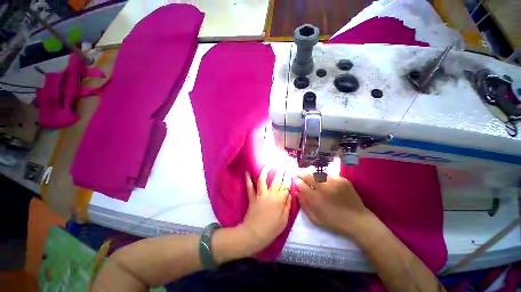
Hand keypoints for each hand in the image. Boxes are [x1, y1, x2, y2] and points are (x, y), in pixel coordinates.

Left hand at [239, 166, 291, 253]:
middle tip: (282, 165)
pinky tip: (247, 172)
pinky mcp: (252, 197)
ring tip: (268, 164)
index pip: (286, 186)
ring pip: (262, 179)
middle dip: (280, 171)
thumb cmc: (271, 229)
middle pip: (276, 180)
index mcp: (280, 200)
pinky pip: (250, 187)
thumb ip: (288, 206)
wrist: (254, 234)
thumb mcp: (284, 220)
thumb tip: (290, 195)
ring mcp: (260, 194)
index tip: (290, 171)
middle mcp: (270, 194)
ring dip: (265, 171)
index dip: (289, 178)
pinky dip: (248, 180)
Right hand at [295, 174, 374, 237]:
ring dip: (313, 176)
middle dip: (302, 174)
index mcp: (315, 198)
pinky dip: (325, 178)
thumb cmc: (334, 222)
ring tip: (313, 179)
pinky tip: (327, 183)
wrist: (357, 220)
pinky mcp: (342, 180)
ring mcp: (334, 182)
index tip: (297, 181)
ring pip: (318, 174)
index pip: (301, 184)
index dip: (297, 181)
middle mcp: (323, 188)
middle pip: (308, 175)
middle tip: (300, 174)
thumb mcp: (315, 218)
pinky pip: (329, 175)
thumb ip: (304, 205)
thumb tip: (296, 192)